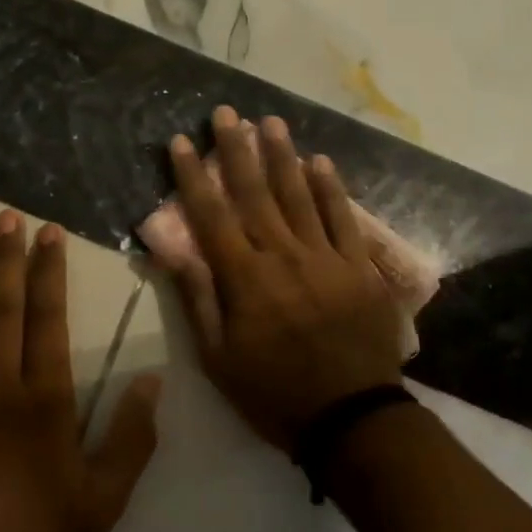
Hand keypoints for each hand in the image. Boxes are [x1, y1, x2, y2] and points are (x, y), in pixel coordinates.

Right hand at [159, 108, 402, 451]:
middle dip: (237, 150)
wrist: (351, 418)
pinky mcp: (359, 267)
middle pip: (255, 194)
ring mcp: (325, 258)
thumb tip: (173, 250)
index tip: (182, 142)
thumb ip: (197, 299)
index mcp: (244, 279)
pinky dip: (331, 188)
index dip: (194, 177)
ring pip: (299, 195)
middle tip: (227, 113)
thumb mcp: (218, 359)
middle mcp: (283, 256)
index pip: (211, 216)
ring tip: (270, 122)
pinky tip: (320, 161)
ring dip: (283, 156)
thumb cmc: (273, 393)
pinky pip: (343, 218)